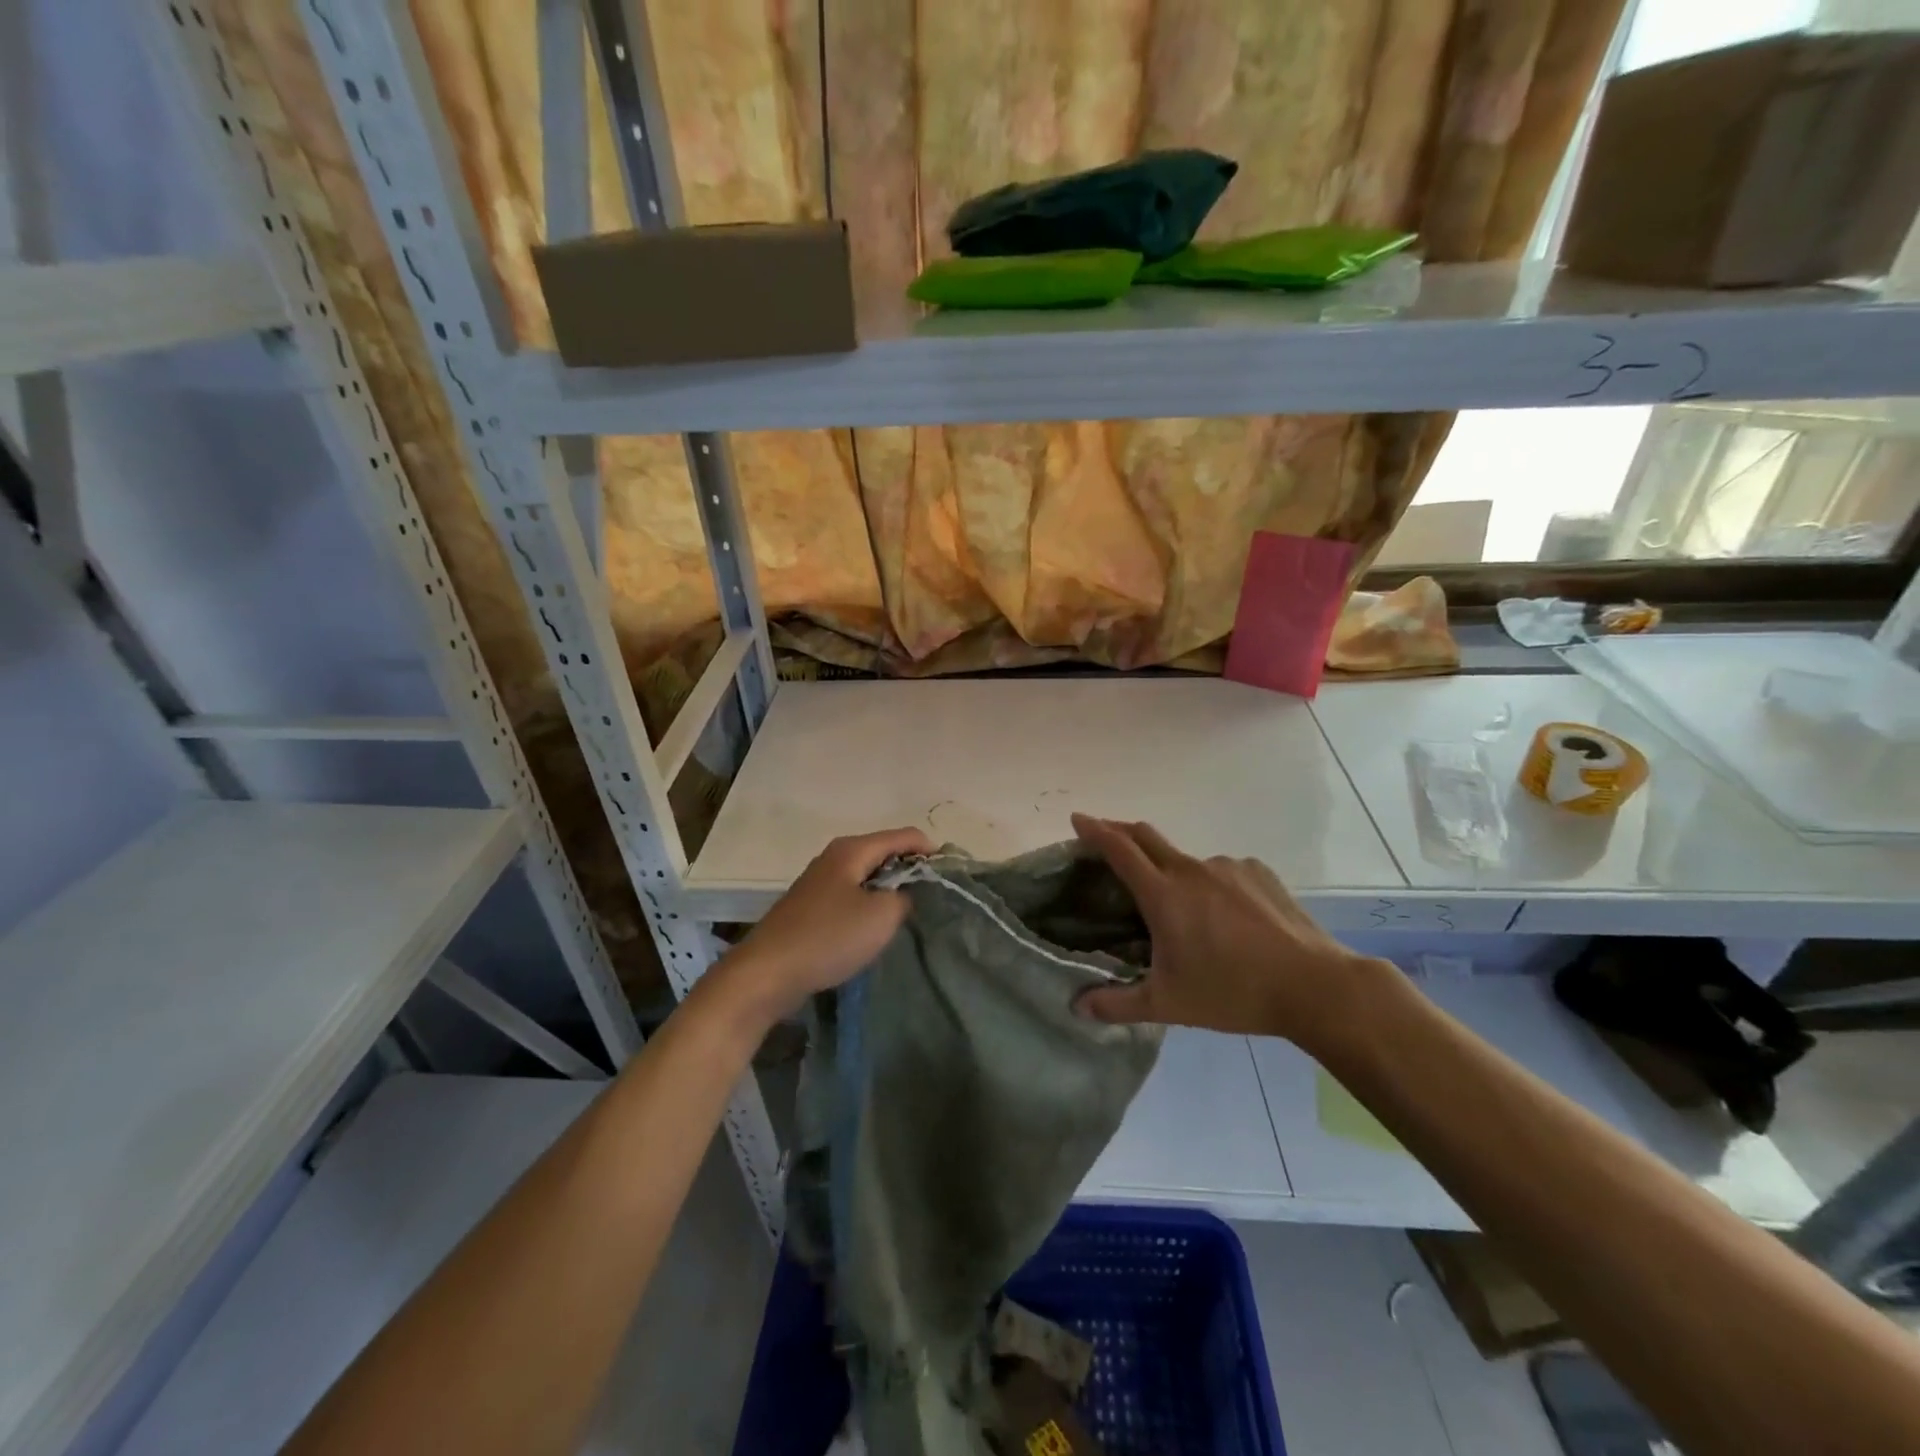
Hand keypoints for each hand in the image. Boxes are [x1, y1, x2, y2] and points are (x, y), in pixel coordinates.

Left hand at [721, 826, 933, 1024]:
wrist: (767, 973)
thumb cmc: (829, 937)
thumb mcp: (881, 916)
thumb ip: (907, 896)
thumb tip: (910, 890)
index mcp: (852, 849)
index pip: (904, 835)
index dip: (930, 851)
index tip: (951, 876)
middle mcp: (835, 856)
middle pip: (884, 852)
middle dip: (911, 870)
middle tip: (934, 897)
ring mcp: (819, 881)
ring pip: (867, 875)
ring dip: (889, 889)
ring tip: (910, 913)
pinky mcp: (811, 906)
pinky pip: (851, 895)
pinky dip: (869, 904)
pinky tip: (875, 927)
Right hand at [1071, 814, 1383, 1048]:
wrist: (1315, 985)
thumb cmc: (1233, 992)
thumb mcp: (1168, 1005)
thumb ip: (1117, 1004)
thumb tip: (1077, 1007)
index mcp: (1163, 894)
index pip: (1118, 849)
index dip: (1094, 830)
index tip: (1077, 819)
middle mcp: (1191, 869)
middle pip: (1146, 835)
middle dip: (1120, 830)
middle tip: (1105, 839)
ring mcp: (1228, 867)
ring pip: (1186, 860)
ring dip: (1170, 870)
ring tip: (1180, 909)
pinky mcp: (1258, 872)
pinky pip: (1222, 871)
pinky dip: (1209, 884)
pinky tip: (1225, 916)